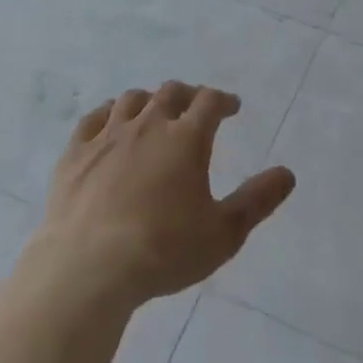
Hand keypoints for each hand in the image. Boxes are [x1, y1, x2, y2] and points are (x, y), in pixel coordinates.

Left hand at [25, 82, 295, 310]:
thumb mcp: (223, 234)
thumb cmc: (162, 251)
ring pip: (132, 100)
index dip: (224, 100)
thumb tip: (288, 173)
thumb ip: (257, 200)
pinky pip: (93, 119)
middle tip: (195, 108)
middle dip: (188, 96)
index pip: (210, 101)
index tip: (231, 107)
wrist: (87, 270)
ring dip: (149, 101)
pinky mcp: (75, 154)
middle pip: (171, 93)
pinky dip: (108, 114)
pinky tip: (110, 123)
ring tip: (154, 113)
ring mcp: (107, 136)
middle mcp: (148, 125)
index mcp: (186, 138)